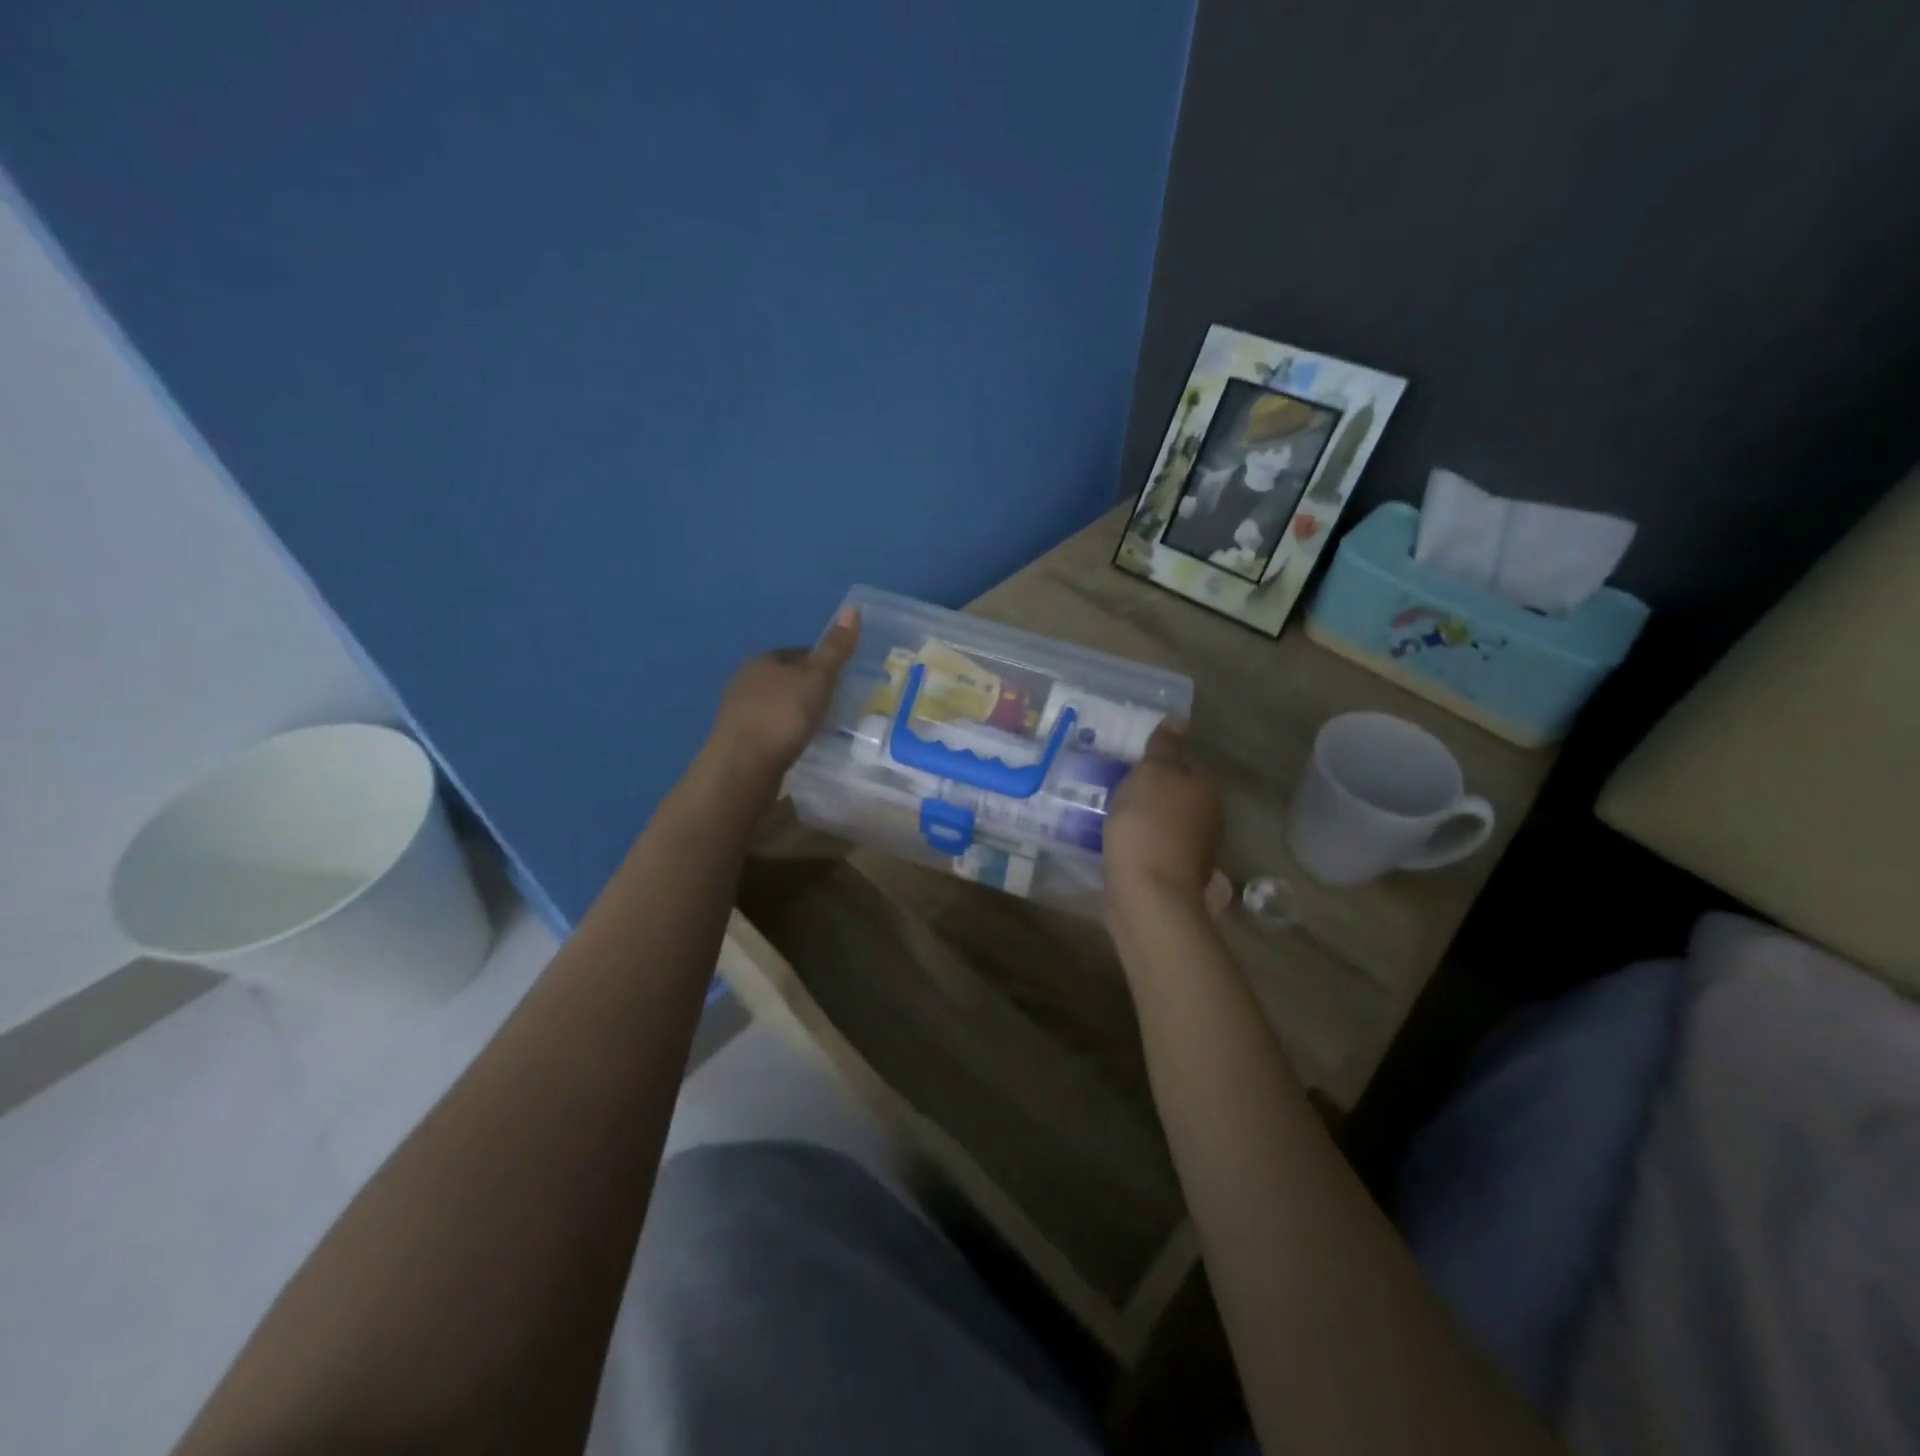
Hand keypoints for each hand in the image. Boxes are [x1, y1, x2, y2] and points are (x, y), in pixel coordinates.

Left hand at [705, 606, 859, 784]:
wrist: (743, 765)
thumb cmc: (783, 714)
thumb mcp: (817, 678)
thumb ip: (835, 649)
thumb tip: (852, 607)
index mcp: (763, 660)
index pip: (799, 652)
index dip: (823, 662)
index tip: (844, 678)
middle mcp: (746, 680)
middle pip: (786, 678)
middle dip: (809, 688)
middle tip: (838, 703)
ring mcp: (739, 711)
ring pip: (777, 704)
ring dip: (797, 711)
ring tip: (823, 725)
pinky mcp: (739, 740)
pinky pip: (770, 728)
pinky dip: (787, 732)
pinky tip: (800, 743)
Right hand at [1104, 722, 1222, 917]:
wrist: (1148, 896)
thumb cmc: (1148, 826)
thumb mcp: (1151, 774)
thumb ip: (1164, 748)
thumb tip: (1179, 720)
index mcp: (1206, 789)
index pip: (1184, 764)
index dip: (1157, 763)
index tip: (1128, 766)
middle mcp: (1208, 818)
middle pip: (1177, 795)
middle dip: (1151, 792)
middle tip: (1114, 787)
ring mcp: (1194, 851)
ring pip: (1166, 823)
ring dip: (1145, 819)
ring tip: (1111, 815)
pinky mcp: (1173, 876)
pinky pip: (1154, 848)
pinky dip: (1140, 844)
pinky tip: (1117, 844)